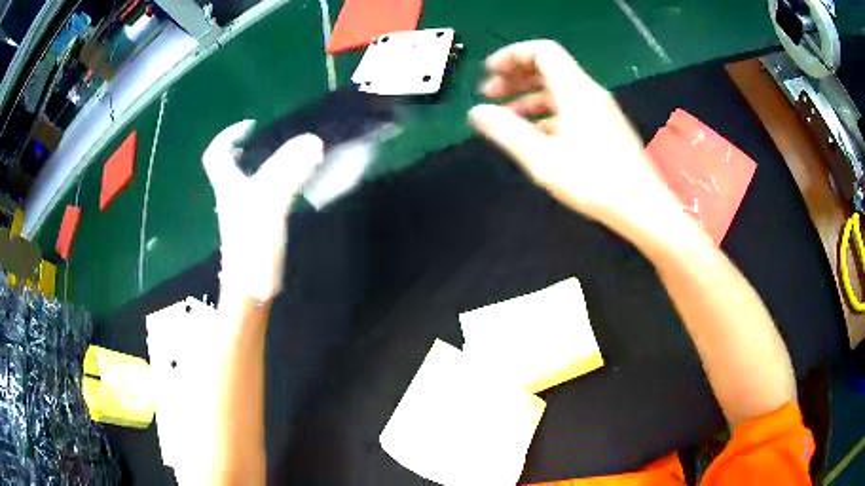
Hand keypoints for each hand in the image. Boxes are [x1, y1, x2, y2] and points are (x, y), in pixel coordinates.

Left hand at [203, 121, 323, 301]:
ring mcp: (242, 217)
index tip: (250, 125)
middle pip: (232, 168)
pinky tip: (292, 192)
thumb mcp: (270, 203)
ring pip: (248, 184)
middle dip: (248, 151)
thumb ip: (289, 171)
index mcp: (229, 187)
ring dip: (264, 168)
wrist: (251, 292)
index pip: (216, 155)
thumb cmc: (252, 246)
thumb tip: (312, 141)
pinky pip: (261, 200)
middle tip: (272, 143)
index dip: (228, 135)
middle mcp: (231, 198)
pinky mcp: (254, 232)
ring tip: (290, 161)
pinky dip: (274, 189)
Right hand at [469, 40, 682, 240]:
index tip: (489, 74)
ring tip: (505, 117)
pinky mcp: (606, 129)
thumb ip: (507, 131)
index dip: (512, 56)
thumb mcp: (543, 158)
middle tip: (489, 95)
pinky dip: (548, 114)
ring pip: (559, 91)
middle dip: (516, 77)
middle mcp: (590, 93)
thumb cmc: (594, 181)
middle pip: (549, 69)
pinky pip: (571, 109)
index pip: (542, 51)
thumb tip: (476, 112)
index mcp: (576, 90)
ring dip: (529, 98)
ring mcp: (601, 111)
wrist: (643, 208)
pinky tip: (535, 136)